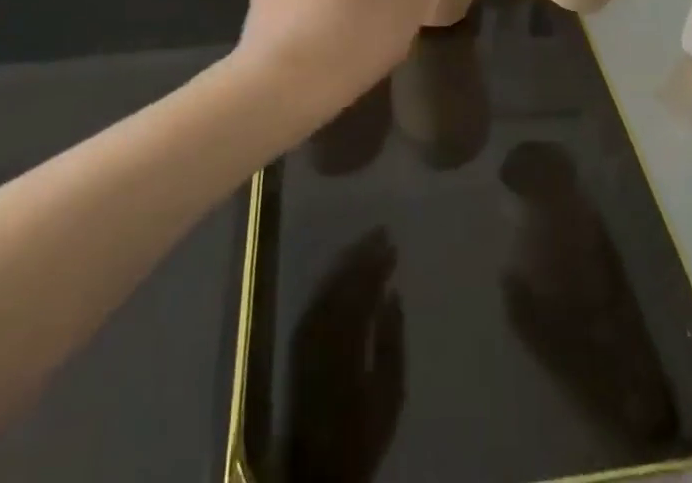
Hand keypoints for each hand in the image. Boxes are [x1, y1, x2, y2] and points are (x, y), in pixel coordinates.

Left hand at [285, 226, 405, 481]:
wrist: (318, 469)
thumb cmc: (361, 435)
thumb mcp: (390, 395)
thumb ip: (392, 343)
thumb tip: (393, 295)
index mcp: (346, 343)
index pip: (361, 290)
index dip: (376, 264)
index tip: (393, 244)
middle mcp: (321, 333)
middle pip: (341, 282)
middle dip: (362, 254)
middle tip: (382, 232)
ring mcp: (305, 337)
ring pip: (326, 286)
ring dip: (346, 261)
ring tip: (366, 243)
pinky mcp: (298, 344)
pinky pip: (316, 299)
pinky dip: (331, 279)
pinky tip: (343, 271)